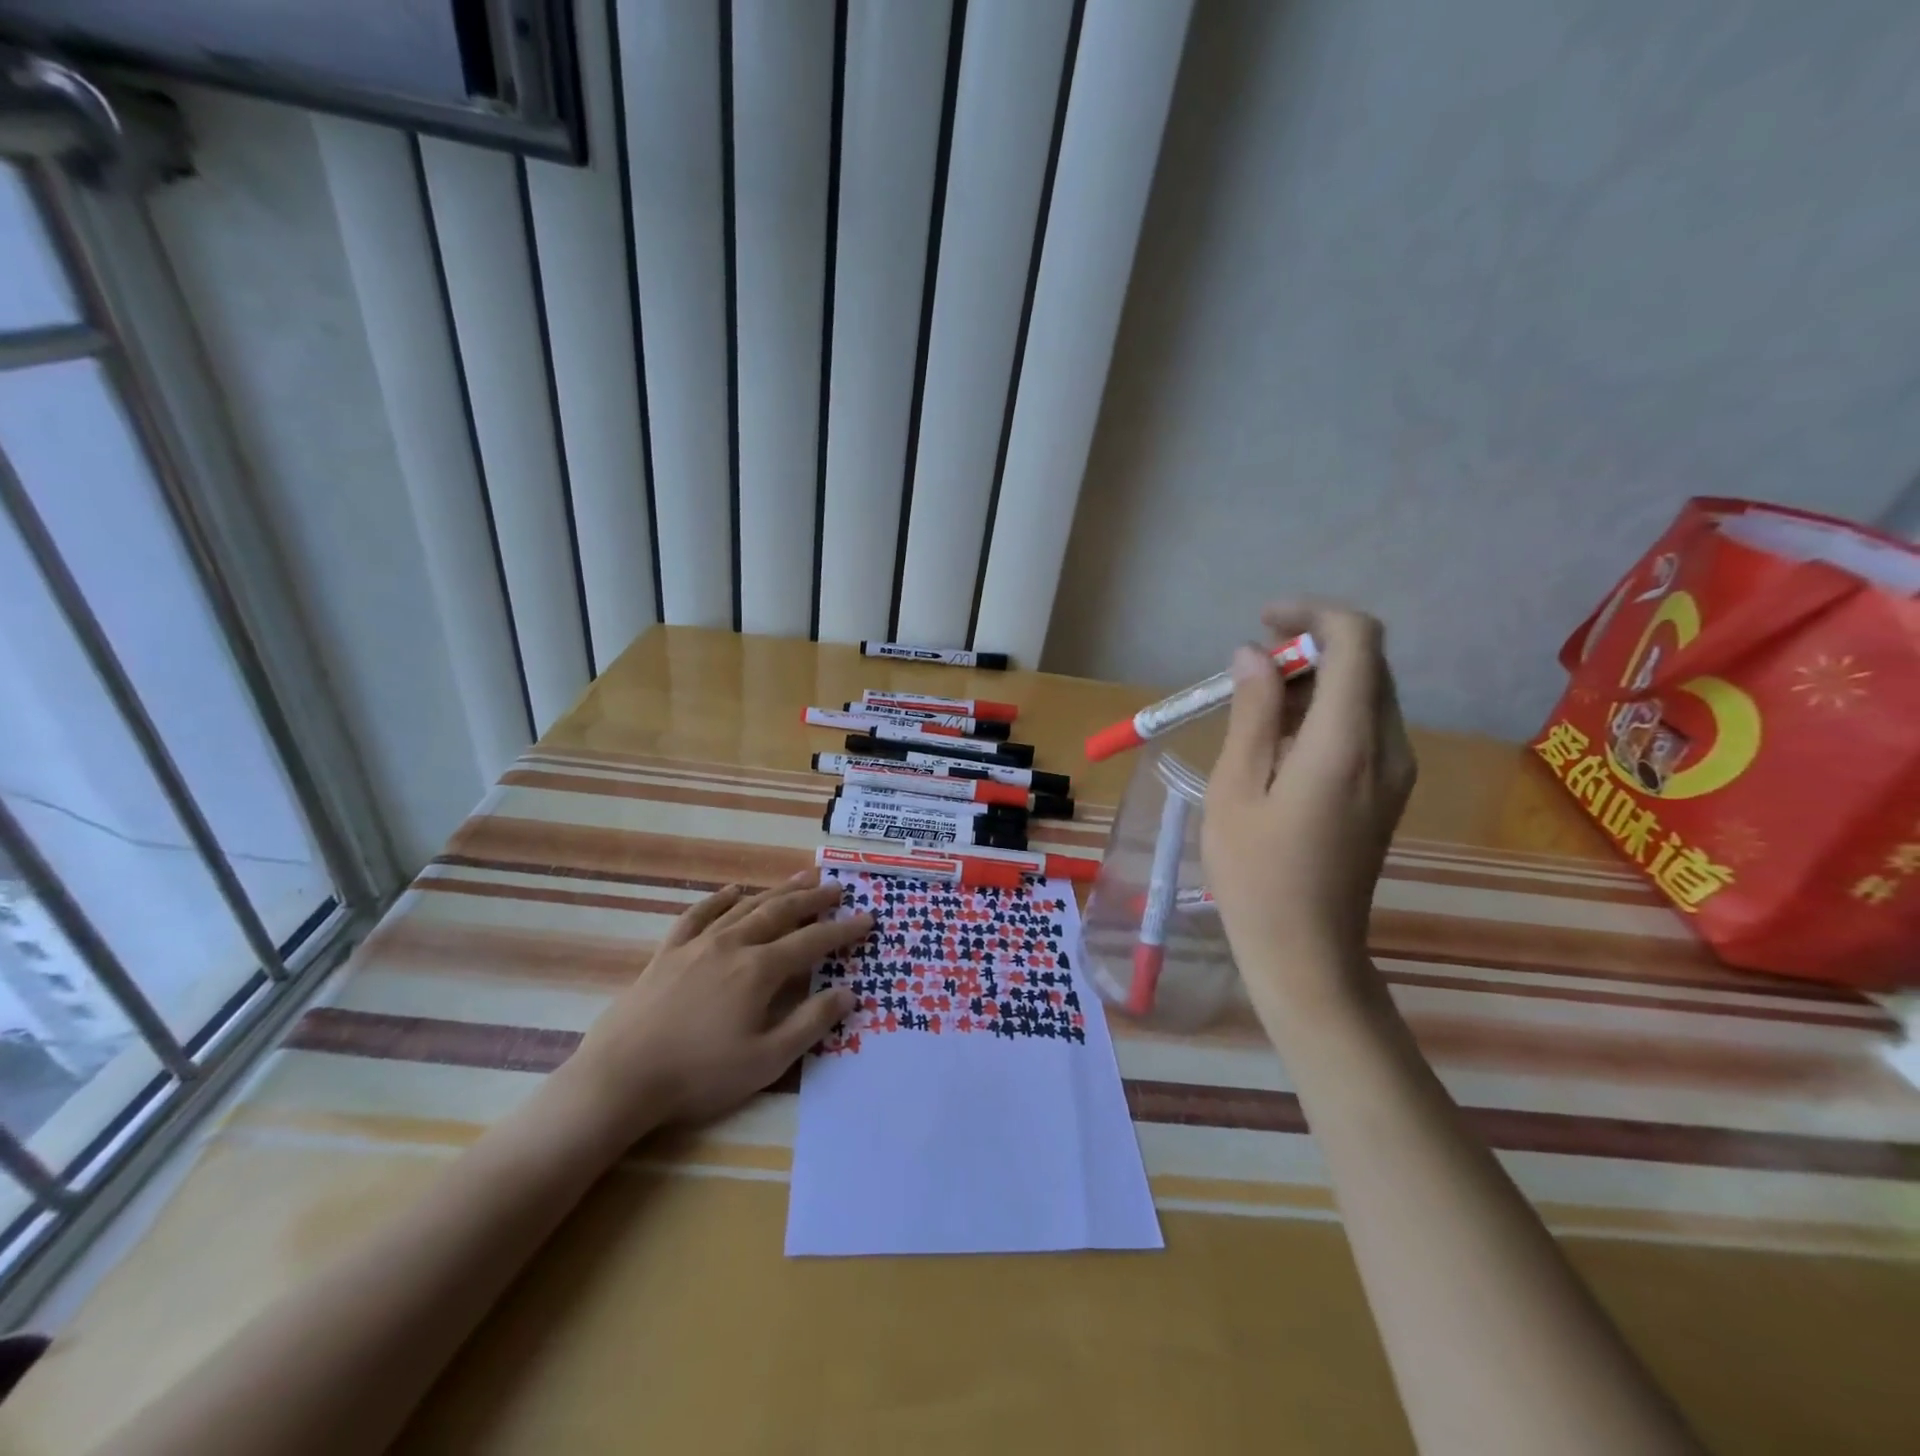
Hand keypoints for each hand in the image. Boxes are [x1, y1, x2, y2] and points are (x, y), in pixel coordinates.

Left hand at [553, 870, 870, 1149]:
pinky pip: (699, 914)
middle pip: (781, 913)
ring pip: (746, 907)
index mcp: (760, 970)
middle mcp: (734, 945)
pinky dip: (720, 899)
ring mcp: (699, 944)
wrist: (621, 1077)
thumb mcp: (766, 1060)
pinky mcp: (668, 952)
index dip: (842, 930)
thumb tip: (849, 993)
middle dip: (813, 899)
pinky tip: (733, 891)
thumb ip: (810, 1023)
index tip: (866, 918)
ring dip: (777, 891)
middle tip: (836, 886)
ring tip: (800, 876)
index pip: (812, 941)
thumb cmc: (699, 1074)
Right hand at [1202, 603, 1416, 1005]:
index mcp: (1347, 743)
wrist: (1306, 949)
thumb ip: (1251, 713)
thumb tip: (1253, 653)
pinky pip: (1365, 726)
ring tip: (1254, 711)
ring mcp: (1396, 770)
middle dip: (1309, 648)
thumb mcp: (1236, 787)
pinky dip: (1324, 713)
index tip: (1262, 623)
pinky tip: (1280, 744)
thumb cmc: (1255, 873)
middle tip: (1248, 672)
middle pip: (1366, 662)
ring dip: (1314, 682)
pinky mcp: (1389, 789)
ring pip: (1366, 692)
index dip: (1312, 613)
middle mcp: (1389, 747)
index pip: (1358, 640)